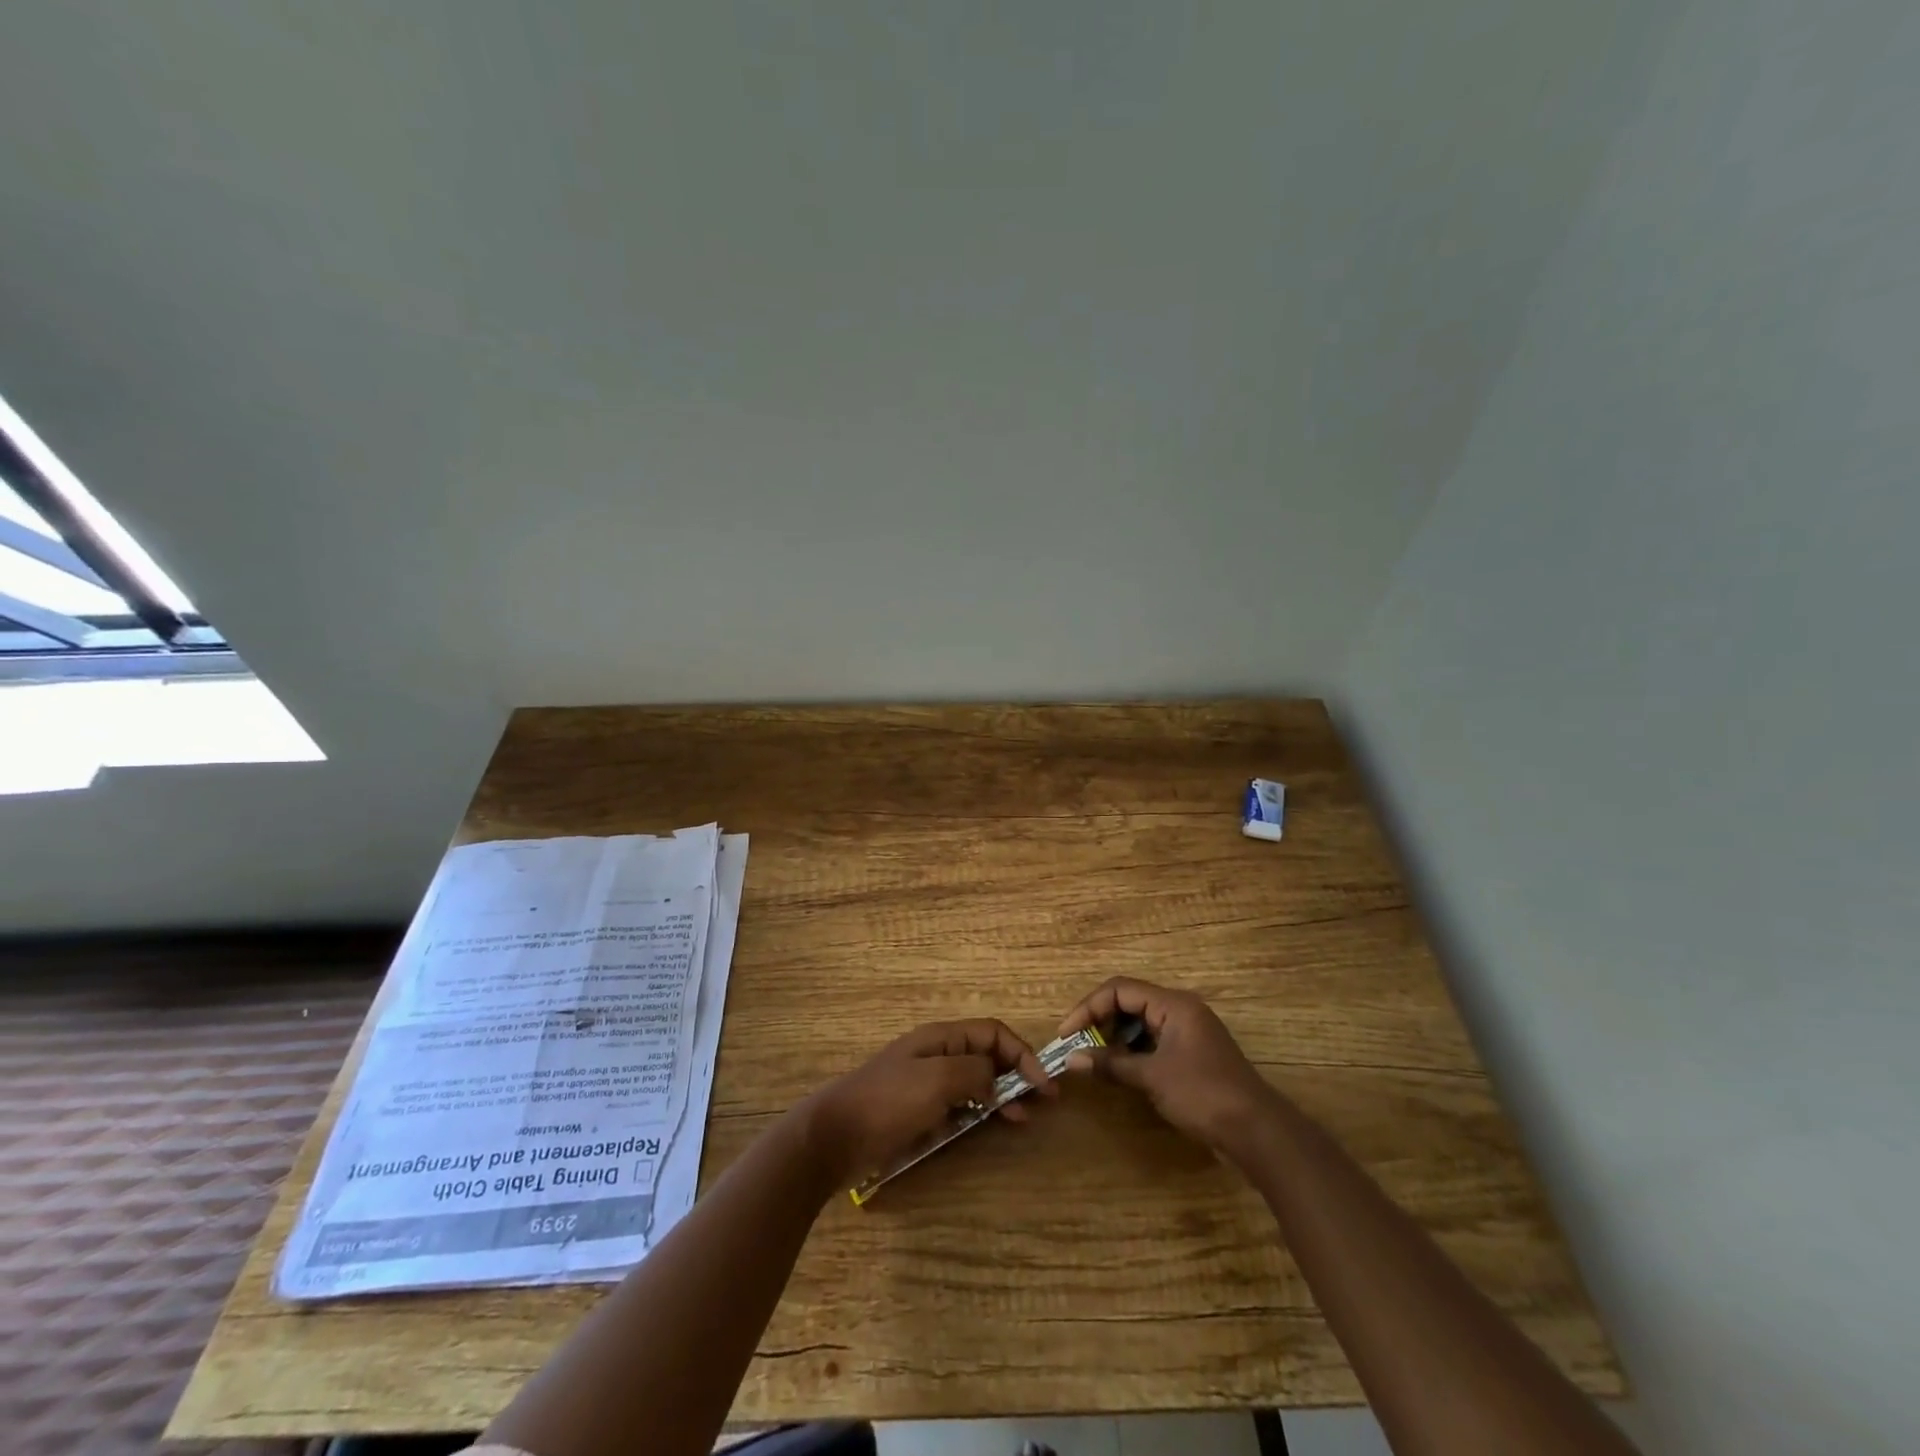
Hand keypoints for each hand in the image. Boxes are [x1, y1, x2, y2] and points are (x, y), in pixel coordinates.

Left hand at [798, 1019, 1054, 1183]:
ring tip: (1020, 1119)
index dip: (1022, 1053)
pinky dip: (977, 1113)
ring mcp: (927, 1084)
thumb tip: (995, 1080)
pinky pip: (958, 1106)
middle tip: (1042, 1103)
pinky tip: (985, 1128)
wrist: (834, 1136)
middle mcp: (937, 1054)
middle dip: (1017, 1074)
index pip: (993, 1033)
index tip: (1043, 1085)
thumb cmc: (888, 1102)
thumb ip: (975, 1072)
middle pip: (987, 1056)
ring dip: (1001, 1095)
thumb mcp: (937, 1080)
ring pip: (975, 1082)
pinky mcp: (918, 1112)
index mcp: (941, 1037)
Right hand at [1058, 977, 1276, 1158]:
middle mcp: (1181, 1010)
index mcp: (1173, 1004)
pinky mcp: (1192, 1054)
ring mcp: (1189, 1032)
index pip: (1120, 989)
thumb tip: (1072, 1059)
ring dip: (1115, 1037)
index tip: (1067, 1033)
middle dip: (1100, 1021)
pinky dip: (1133, 1050)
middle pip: (1130, 1002)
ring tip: (1094, 1059)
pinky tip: (1120, 1070)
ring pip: (1141, 1022)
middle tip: (1078, 1046)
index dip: (1089, 1008)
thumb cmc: (1203, 1094)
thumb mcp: (1152, 1078)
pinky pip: (1154, 1040)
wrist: (1257, 1132)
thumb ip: (1111, 1064)